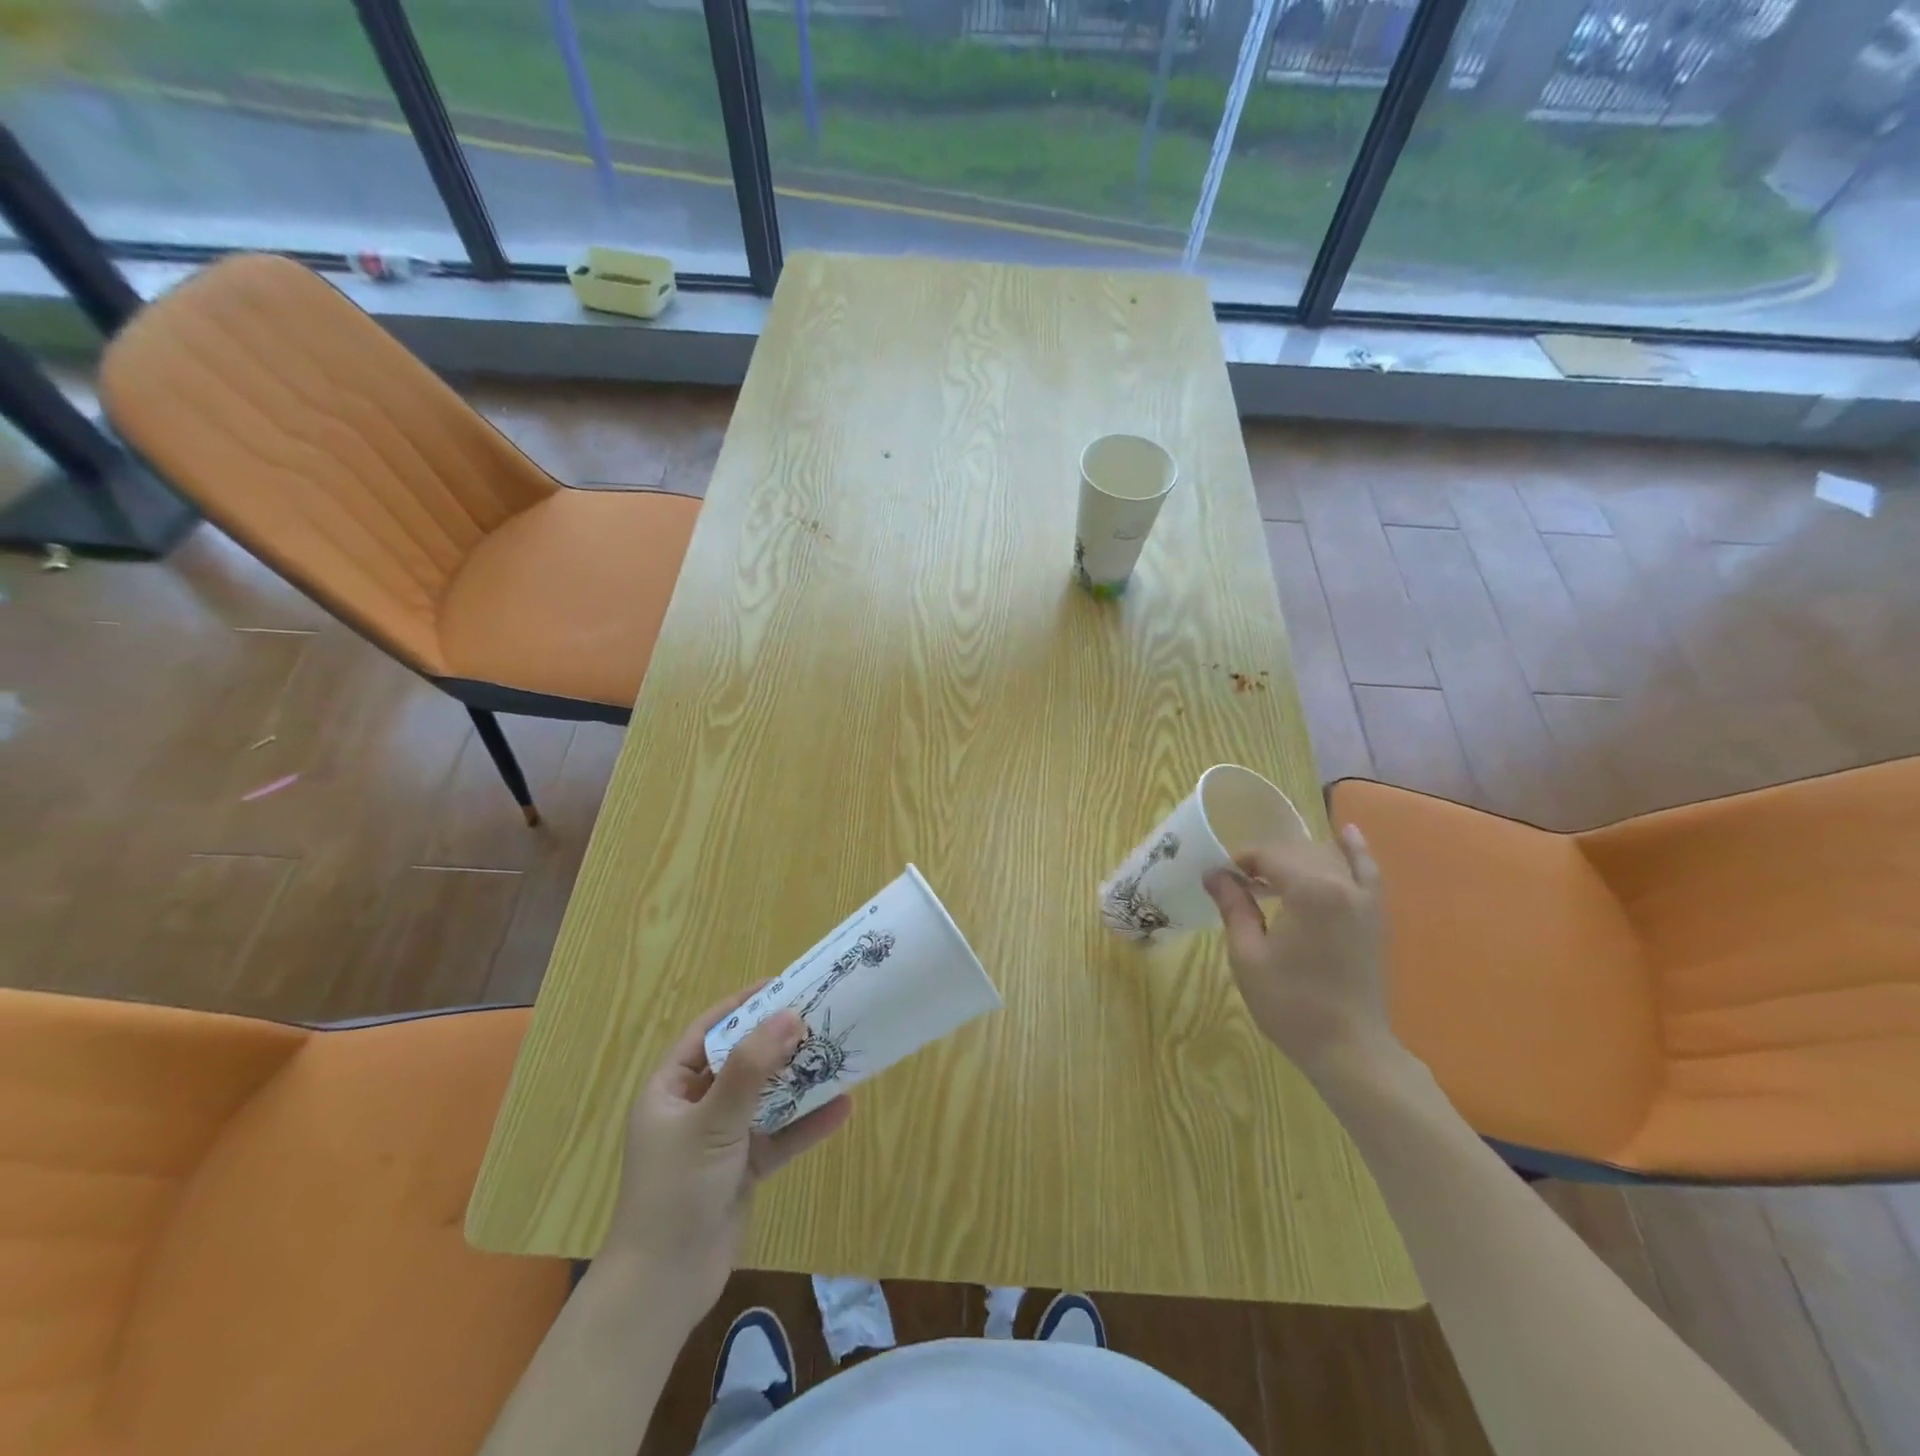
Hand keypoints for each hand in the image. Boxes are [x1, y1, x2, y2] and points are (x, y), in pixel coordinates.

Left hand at [604, 989, 851, 1319]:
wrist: (662, 1289)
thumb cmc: (676, 1191)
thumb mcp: (713, 1122)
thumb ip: (751, 1069)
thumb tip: (789, 1015)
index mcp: (670, 1090)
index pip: (707, 1032)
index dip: (742, 1006)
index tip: (781, 985)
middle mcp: (694, 1108)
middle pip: (741, 1062)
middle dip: (778, 1042)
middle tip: (819, 1017)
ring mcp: (719, 1140)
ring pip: (764, 1099)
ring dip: (798, 1082)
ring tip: (836, 1056)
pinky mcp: (741, 1170)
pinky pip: (777, 1136)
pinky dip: (805, 1125)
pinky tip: (841, 1109)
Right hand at [1204, 825, 1396, 1082]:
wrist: (1349, 1048)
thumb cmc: (1291, 1004)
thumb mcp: (1248, 955)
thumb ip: (1234, 907)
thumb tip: (1215, 874)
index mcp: (1310, 891)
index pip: (1269, 855)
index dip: (1242, 862)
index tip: (1221, 879)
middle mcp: (1343, 884)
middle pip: (1297, 853)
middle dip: (1265, 861)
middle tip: (1238, 884)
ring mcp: (1365, 900)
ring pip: (1327, 858)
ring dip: (1297, 859)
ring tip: (1271, 875)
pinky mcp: (1375, 917)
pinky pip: (1367, 872)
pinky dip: (1356, 852)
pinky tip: (1346, 833)